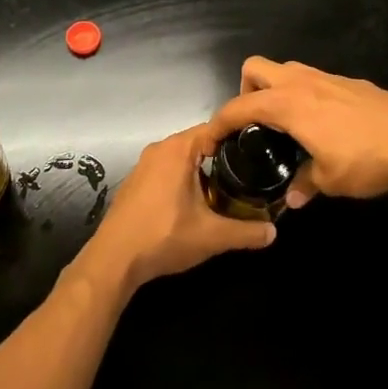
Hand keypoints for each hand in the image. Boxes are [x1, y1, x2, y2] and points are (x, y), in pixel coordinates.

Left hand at [79, 124, 275, 293]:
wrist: (113, 260)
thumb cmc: (164, 237)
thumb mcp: (212, 236)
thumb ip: (246, 232)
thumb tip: (274, 232)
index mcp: (179, 149)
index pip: (216, 128)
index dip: (240, 138)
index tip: (260, 152)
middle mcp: (160, 149)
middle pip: (200, 142)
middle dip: (224, 156)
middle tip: (249, 173)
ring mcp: (144, 165)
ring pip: (183, 157)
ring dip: (203, 170)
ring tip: (228, 188)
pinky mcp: (136, 182)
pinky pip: (168, 170)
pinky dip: (184, 179)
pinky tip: (196, 201)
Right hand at [209, 57, 387, 207]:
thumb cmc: (365, 158)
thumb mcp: (330, 180)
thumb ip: (305, 185)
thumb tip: (293, 199)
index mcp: (287, 104)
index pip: (238, 106)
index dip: (217, 123)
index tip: (210, 141)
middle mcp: (300, 82)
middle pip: (255, 68)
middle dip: (245, 91)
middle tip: (253, 123)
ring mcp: (325, 76)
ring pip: (284, 69)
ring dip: (274, 89)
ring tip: (283, 123)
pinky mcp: (346, 81)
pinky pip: (310, 78)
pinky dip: (301, 93)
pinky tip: (317, 122)